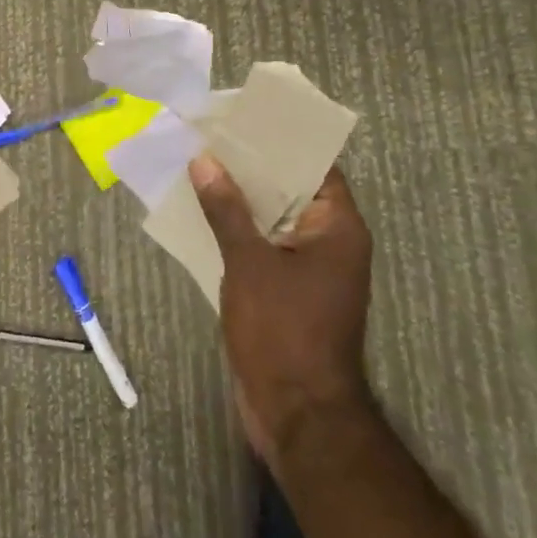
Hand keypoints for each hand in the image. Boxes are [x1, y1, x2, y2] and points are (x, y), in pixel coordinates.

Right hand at [190, 157, 375, 472]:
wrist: (297, 419)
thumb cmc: (284, 332)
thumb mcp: (250, 263)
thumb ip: (227, 209)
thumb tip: (204, 160)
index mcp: (337, 227)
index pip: (315, 165)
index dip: (280, 140)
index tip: (244, 118)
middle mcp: (329, 241)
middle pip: (290, 188)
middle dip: (251, 166)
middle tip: (211, 135)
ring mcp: (309, 268)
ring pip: (272, 218)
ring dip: (239, 198)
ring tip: (199, 164)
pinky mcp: (288, 291)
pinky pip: (263, 245)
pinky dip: (237, 229)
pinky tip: (201, 212)